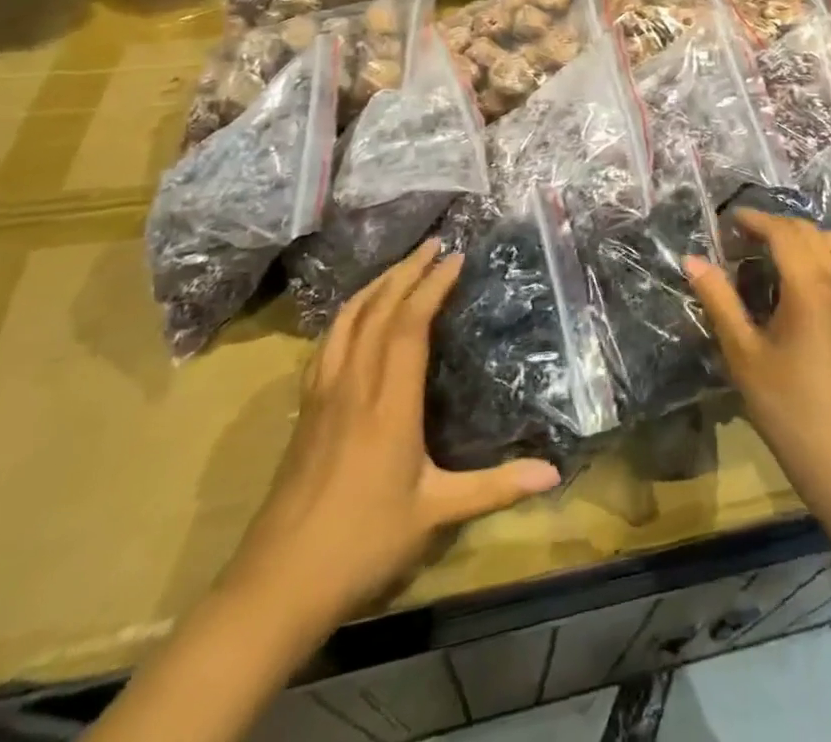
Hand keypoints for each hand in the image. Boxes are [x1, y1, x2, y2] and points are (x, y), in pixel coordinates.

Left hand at [222, 243, 559, 640]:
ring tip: (401, 266)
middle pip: (377, 310)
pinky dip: (348, 314)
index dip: (432, 286)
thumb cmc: (363, 544)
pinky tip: (357, 315)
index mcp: (389, 404)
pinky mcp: (305, 410)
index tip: (455, 258)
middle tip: (434, 244)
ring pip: (347, 321)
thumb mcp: (437, 515)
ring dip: (376, 285)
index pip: (409, 326)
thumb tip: (555, 473)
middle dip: (407, 271)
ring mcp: (323, 395)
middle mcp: (354, 386)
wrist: (276, 585)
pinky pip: (327, 343)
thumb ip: (497, 488)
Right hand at [684, 211, 830, 506]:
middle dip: (773, 225)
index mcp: (808, 285)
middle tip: (739, 239)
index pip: (782, 231)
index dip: (754, 219)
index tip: (726, 221)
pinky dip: (816, 253)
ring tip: (767, 254)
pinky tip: (793, 281)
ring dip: (799, 237)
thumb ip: (718, 300)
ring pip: (830, 243)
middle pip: (807, 230)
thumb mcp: (743, 353)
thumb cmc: (787, 405)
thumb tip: (692, 259)